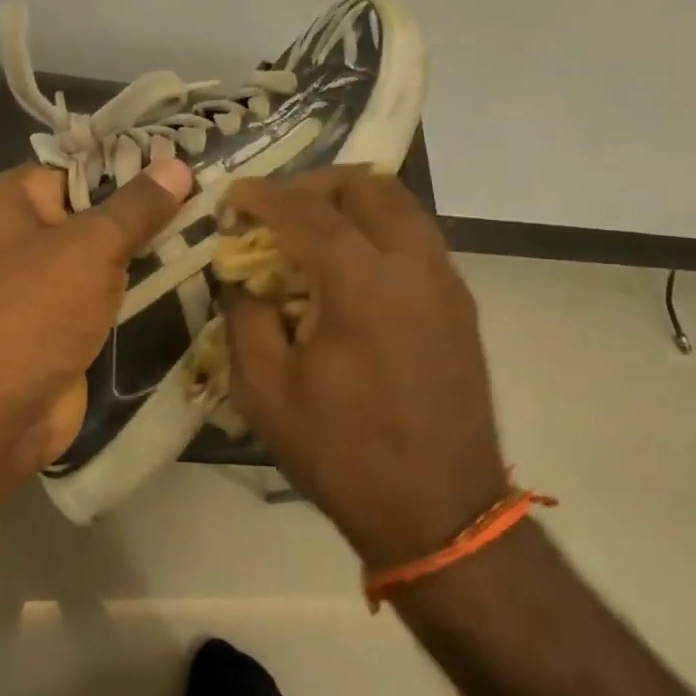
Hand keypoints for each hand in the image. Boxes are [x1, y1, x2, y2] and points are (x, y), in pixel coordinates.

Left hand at [0, 157, 193, 476]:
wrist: (0, 409)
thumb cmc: (39, 309)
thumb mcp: (94, 245)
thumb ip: (138, 206)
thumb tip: (178, 166)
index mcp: (14, 198)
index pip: (81, 166)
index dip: (133, 165)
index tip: (186, 166)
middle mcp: (23, 232)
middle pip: (94, 208)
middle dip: (146, 209)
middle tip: (207, 199)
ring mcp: (41, 280)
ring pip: (103, 253)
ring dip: (145, 250)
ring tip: (206, 230)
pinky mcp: (61, 320)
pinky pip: (104, 290)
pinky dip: (134, 287)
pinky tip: (180, 273)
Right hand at [222, 169, 508, 568]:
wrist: (439, 510)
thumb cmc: (342, 453)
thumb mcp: (265, 391)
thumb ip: (246, 319)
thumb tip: (243, 279)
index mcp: (363, 284)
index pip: (308, 212)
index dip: (265, 196)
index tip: (233, 196)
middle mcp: (415, 266)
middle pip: (368, 187)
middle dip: (315, 184)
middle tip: (277, 207)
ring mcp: (447, 283)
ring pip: (402, 206)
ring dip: (352, 203)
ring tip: (312, 229)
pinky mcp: (461, 305)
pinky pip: (418, 239)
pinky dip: (379, 230)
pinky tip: (351, 266)